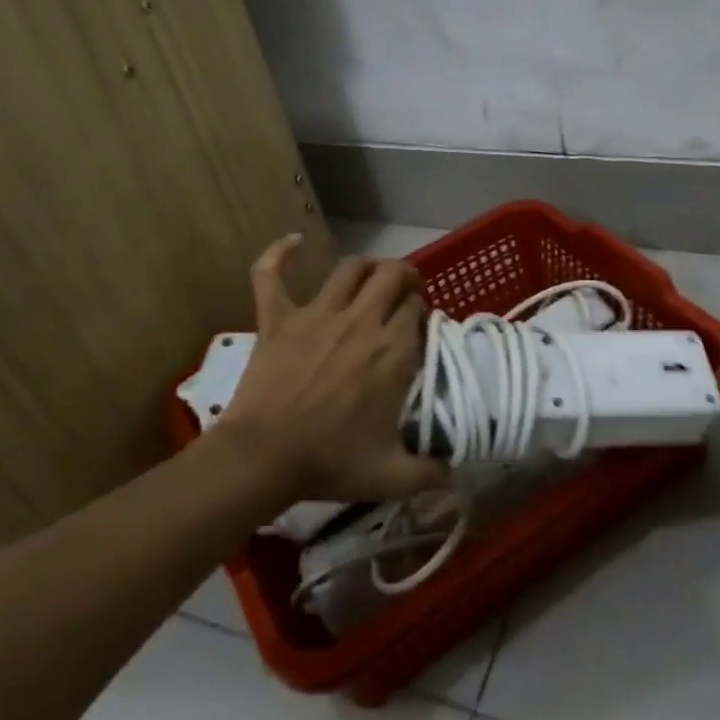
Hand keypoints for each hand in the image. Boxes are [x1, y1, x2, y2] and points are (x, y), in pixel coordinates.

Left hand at [215, 235, 448, 502]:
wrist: (263, 458)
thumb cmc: (330, 462)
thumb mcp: (391, 476)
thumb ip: (430, 473)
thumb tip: (456, 474)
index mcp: (393, 351)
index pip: (417, 310)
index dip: (421, 313)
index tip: (418, 329)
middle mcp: (362, 321)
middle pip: (392, 275)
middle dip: (404, 278)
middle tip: (404, 294)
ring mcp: (317, 314)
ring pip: (350, 267)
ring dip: (366, 266)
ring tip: (370, 277)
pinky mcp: (277, 317)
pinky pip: (271, 274)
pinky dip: (279, 254)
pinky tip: (292, 242)